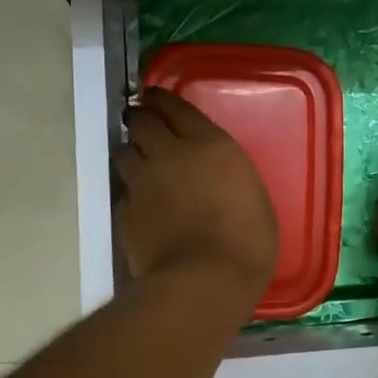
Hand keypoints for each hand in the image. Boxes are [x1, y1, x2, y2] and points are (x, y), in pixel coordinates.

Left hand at [115, 88, 277, 297]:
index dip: (161, 99)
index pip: (176, 107)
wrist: (204, 281)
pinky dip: (130, 193)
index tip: (154, 96)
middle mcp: (170, 155)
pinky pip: (124, 193)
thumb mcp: (254, 199)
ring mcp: (143, 183)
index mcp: (210, 146)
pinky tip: (139, 204)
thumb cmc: (247, 242)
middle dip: (139, 118)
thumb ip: (229, 178)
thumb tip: (217, 179)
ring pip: (124, 153)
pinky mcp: (125, 212)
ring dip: (130, 152)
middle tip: (141, 122)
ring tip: (137, 160)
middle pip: (142, 123)